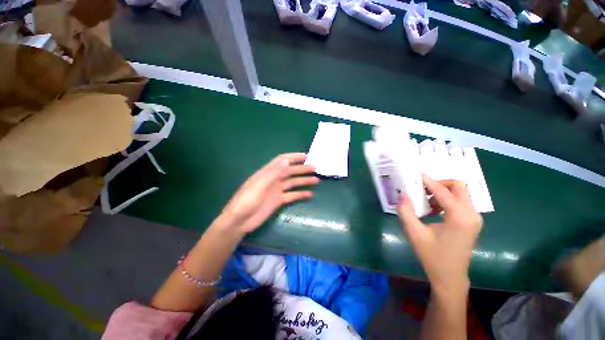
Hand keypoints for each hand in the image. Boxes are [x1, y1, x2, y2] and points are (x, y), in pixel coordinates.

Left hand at [219, 153, 318, 233]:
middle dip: (302, 169)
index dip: (294, 157)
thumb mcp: (259, 185)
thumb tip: (286, 160)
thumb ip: (273, 173)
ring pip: (293, 183)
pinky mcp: (278, 201)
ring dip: (304, 181)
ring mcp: (276, 190)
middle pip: (290, 171)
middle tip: (315, 168)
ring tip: (316, 180)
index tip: (307, 156)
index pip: (282, 160)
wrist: (239, 221)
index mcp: (267, 173)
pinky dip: (300, 194)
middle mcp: (273, 179)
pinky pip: (292, 195)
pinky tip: (309, 194)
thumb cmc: (246, 201)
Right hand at [397, 175, 482, 292]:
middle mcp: (472, 214)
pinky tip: (433, 210)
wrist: (450, 277)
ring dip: (442, 192)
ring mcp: (474, 218)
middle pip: (458, 187)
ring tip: (425, 201)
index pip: (443, 191)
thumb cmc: (432, 256)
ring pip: (460, 193)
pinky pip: (460, 202)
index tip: (415, 174)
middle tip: (421, 188)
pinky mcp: (472, 222)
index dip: (427, 181)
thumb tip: (403, 194)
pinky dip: (446, 200)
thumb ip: (406, 211)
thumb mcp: (414, 233)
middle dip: (438, 183)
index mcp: (460, 217)